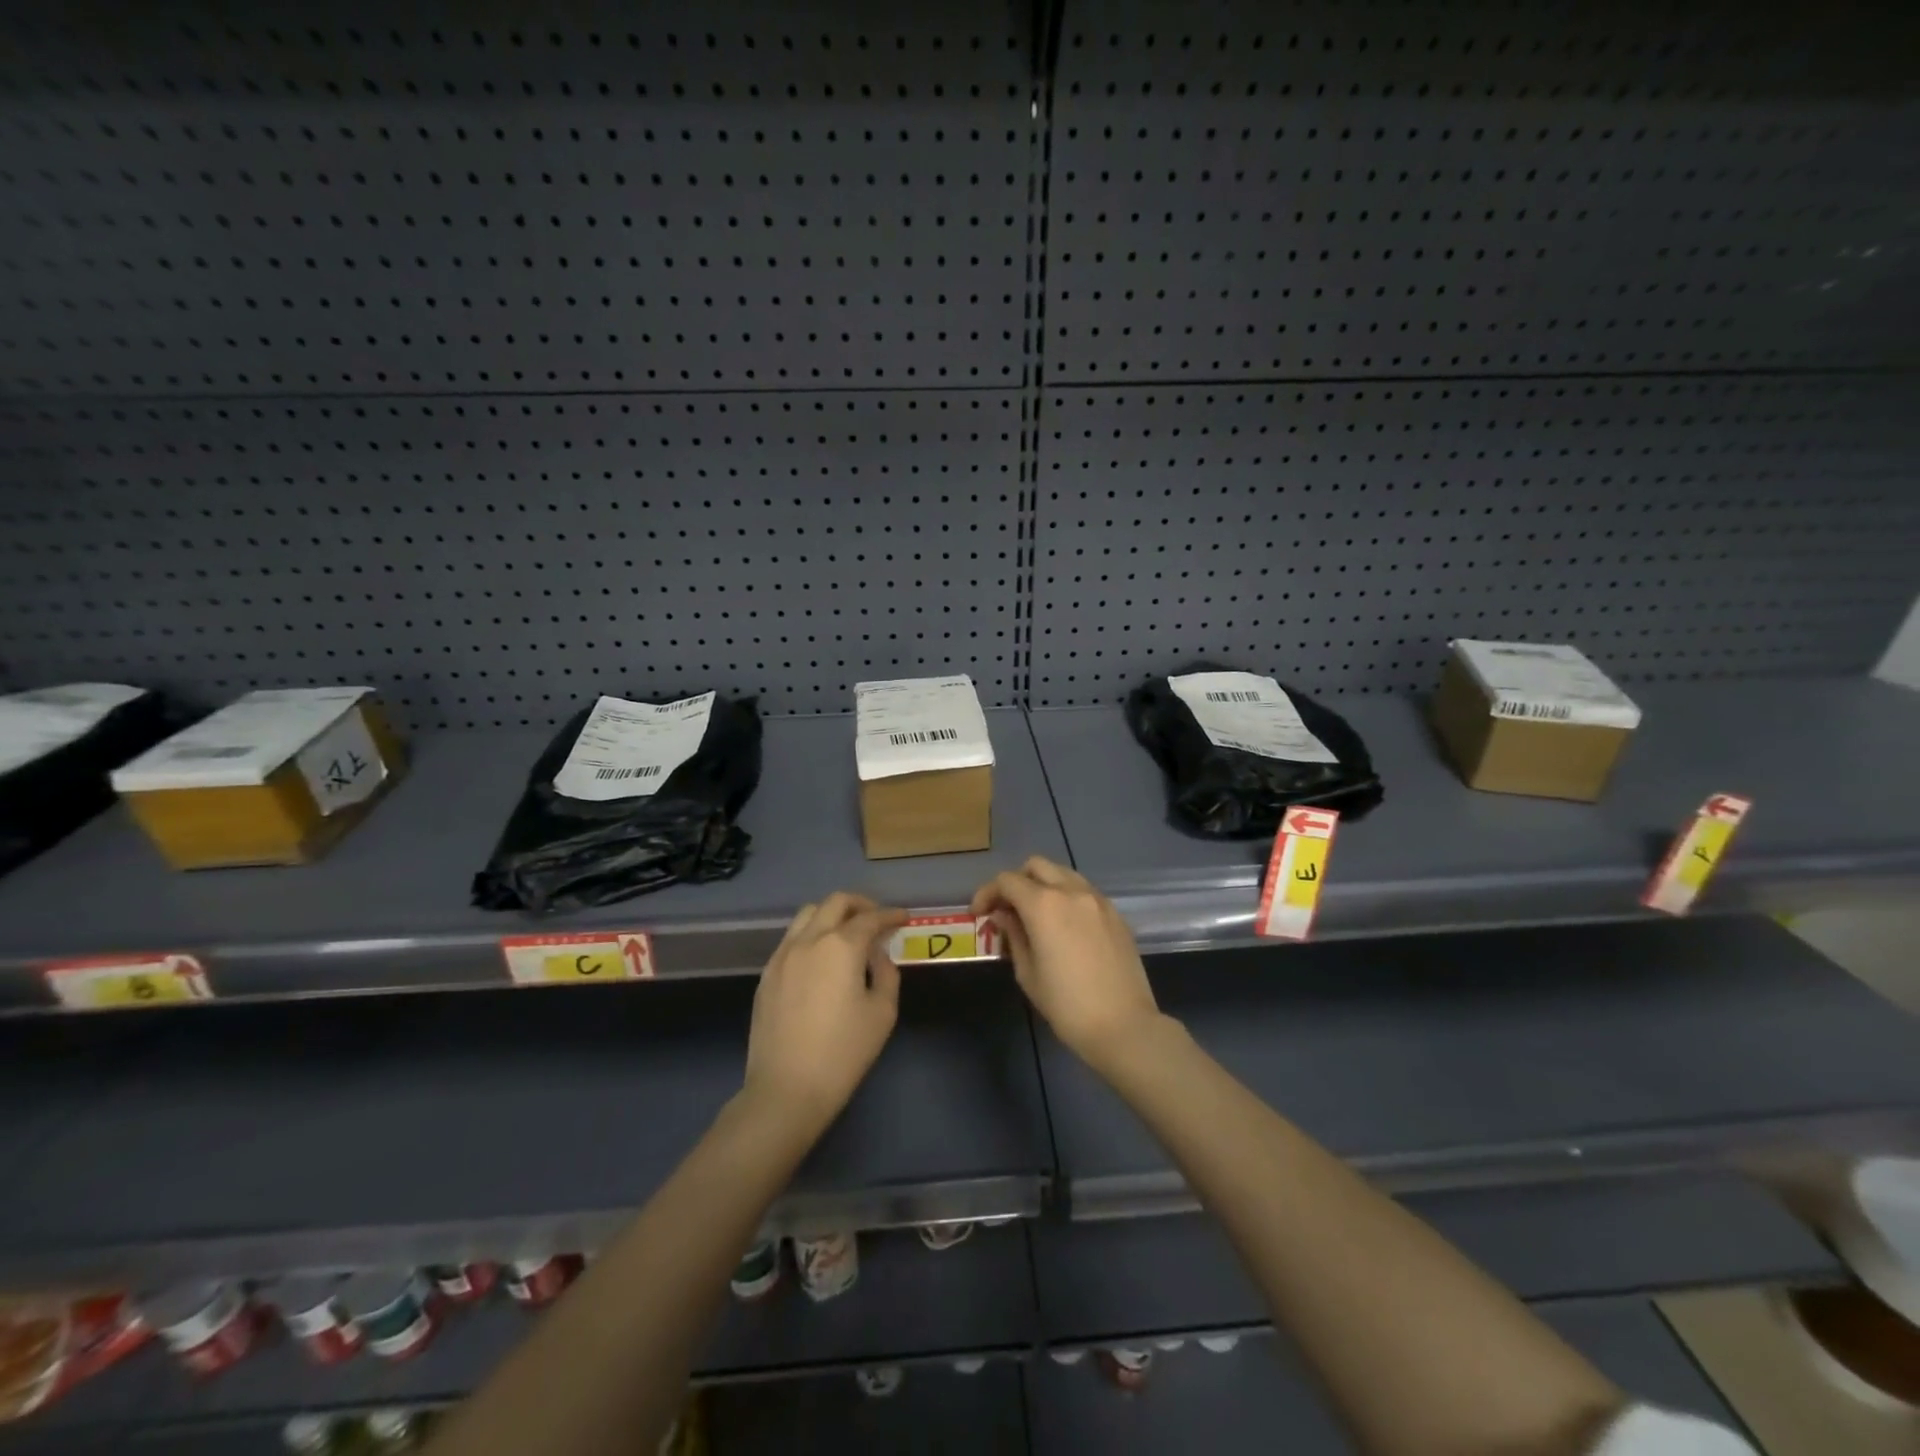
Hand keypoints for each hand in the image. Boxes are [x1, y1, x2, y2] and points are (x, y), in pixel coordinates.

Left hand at [744, 893, 908, 1134]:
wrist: (786, 1090)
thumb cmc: (843, 1053)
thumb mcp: (882, 1013)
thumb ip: (886, 974)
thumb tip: (878, 955)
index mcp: (840, 946)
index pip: (870, 918)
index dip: (891, 915)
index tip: (903, 917)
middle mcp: (809, 940)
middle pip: (835, 903)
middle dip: (861, 904)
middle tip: (877, 919)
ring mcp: (782, 955)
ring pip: (807, 914)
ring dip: (832, 914)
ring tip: (848, 933)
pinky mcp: (767, 974)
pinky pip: (791, 938)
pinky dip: (812, 935)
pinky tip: (822, 958)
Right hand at [972, 857, 1161, 1072]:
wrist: (1124, 1025)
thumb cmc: (1067, 1005)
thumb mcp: (1027, 973)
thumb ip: (1013, 935)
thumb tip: (1004, 915)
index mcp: (1044, 904)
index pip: (1007, 881)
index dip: (987, 893)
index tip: (979, 914)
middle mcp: (1071, 891)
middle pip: (1036, 866)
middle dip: (1016, 882)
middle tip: (1007, 909)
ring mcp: (1097, 899)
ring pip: (1063, 873)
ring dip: (1043, 885)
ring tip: (1035, 915)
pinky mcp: (1115, 913)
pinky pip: (1084, 891)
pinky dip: (1067, 897)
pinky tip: (1063, 925)